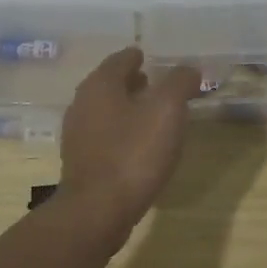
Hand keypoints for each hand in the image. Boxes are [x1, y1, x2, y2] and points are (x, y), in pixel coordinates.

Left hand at [60, 47, 203, 234]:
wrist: (97, 211)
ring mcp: (77, 134)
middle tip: (155, 84)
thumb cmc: (133, 153)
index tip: (152, 58)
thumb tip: (189, 68)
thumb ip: (179, 83)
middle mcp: (82, 103)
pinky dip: (120, 131)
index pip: (120, 59)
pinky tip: (137, 145)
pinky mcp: (80, 161)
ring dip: (126, 107)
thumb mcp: (167, 111)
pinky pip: (103, 135)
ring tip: (151, 114)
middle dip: (131, 82)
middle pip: (109, 83)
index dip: (138, 57)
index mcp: (100, 84)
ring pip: (105, 110)